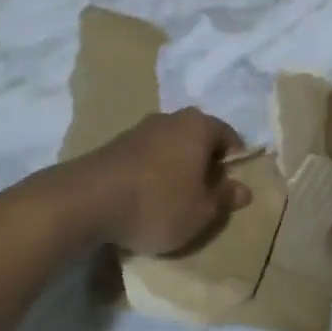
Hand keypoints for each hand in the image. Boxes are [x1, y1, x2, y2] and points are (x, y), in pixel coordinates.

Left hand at [66, 108, 251, 256]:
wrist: (88, 200)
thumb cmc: (158, 204)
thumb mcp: (201, 212)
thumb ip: (225, 198)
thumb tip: (243, 188)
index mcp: (199, 126)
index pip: (228, 136)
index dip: (234, 162)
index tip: (230, 188)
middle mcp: (171, 118)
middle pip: (197, 138)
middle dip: (204, 163)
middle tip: (205, 194)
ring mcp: (140, 128)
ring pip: (171, 146)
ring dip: (176, 167)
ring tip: (174, 199)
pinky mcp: (116, 144)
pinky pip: (147, 156)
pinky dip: (153, 172)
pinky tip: (146, 196)